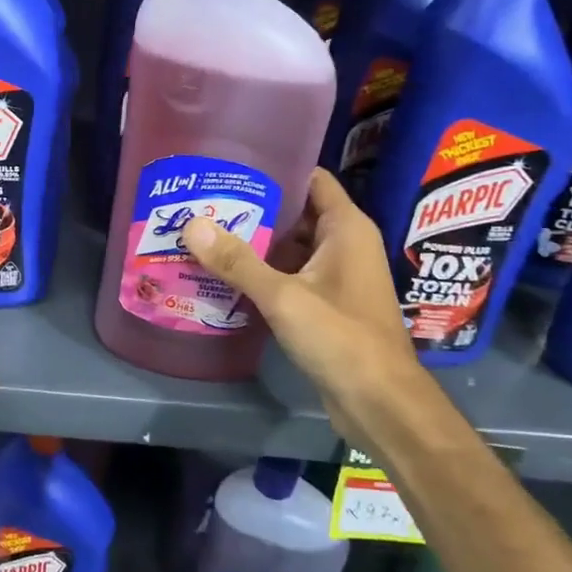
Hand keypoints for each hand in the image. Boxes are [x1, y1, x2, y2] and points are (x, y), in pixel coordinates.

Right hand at [180, 169, 420, 419]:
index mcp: (346, 228)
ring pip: (292, 247)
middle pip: (296, 213)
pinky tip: (226, 275)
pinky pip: (292, 275)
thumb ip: (238, 261)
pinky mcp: (328, 304)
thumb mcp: (284, 297)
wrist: (380, 403)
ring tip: (207, 234)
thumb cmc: (341, 338)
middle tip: (206, 202)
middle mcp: (345, 245)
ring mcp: (338, 276)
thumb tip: (191, 224)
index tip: (232, 168)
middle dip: (254, 209)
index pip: (311, 179)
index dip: (275, 169)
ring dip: (256, 243)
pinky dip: (264, 272)